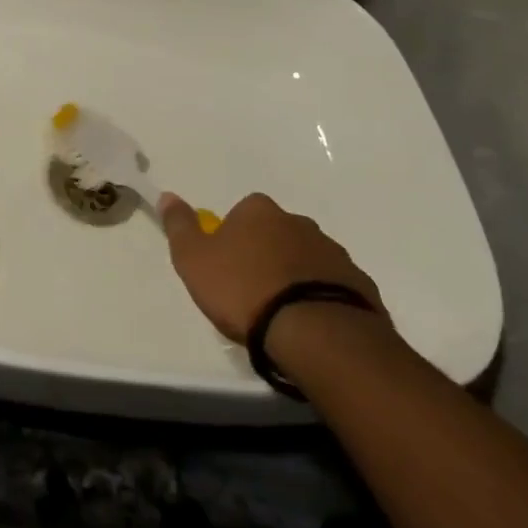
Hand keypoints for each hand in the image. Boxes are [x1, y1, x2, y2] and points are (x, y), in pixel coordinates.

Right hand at [160, 192, 383, 343]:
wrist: (314, 332)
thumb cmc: (243, 290)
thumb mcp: (194, 259)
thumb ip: (180, 226)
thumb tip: (168, 195)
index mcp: (259, 211)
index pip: (241, 214)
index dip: (231, 240)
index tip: (226, 269)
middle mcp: (298, 222)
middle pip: (275, 235)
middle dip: (266, 256)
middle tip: (252, 293)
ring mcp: (332, 252)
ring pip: (305, 260)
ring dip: (294, 277)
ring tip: (281, 315)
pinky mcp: (359, 284)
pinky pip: (332, 286)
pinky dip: (319, 298)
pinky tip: (309, 325)